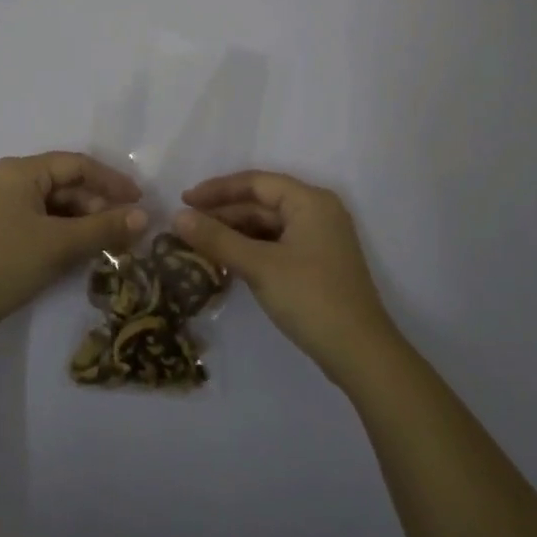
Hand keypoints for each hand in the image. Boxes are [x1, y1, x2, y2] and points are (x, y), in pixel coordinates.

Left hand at [0, 152, 146, 349]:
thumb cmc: (4, 263)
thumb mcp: (59, 244)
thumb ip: (103, 228)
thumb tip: (144, 216)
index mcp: (22, 171)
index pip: (77, 165)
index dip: (112, 181)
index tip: (140, 201)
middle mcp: (12, 182)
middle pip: (67, 185)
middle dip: (99, 206)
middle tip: (127, 232)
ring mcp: (4, 209)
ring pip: (56, 207)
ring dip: (85, 223)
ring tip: (112, 246)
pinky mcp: (1, 234)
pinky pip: (43, 225)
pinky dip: (66, 235)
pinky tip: (84, 254)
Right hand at [175, 170, 398, 385]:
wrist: (360, 353)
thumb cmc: (310, 298)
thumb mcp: (259, 266)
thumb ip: (217, 239)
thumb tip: (177, 217)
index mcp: (309, 201)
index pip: (256, 182)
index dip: (217, 189)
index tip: (184, 201)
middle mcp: (317, 212)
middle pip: (261, 202)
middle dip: (223, 213)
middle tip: (186, 226)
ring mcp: (319, 239)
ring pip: (268, 225)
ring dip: (234, 232)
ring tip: (199, 243)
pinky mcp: (317, 263)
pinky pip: (276, 244)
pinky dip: (250, 248)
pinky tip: (226, 260)